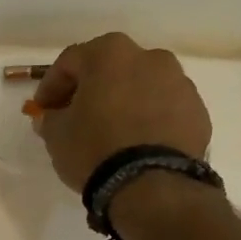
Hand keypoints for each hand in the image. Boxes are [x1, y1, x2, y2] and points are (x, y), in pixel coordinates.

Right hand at [30, 32, 212, 192]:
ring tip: (110, 132)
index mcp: (110, 54)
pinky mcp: (197, 111)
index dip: (51, 85)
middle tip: (75, 116)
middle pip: (110, 68)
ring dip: (123, 102)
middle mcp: (149, 57)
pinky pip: (163, 109)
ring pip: (141, 86)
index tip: (43, 109)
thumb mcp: (56, 135)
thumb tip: (53, 116)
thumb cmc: (95, 149)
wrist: (152, 184)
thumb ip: (51, 118)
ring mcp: (179, 82)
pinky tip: (136, 144)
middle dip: (90, 89)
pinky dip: (148, 119)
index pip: (70, 61)